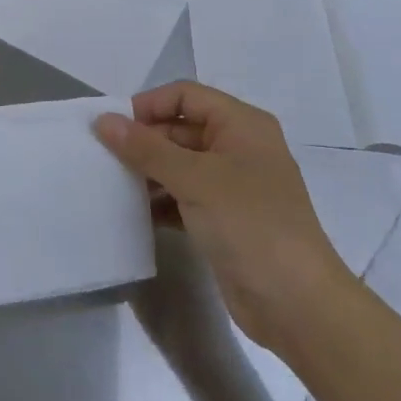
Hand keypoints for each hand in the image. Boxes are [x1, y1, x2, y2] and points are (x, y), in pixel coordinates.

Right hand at [95, 81, 349, 353]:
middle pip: (180, 129)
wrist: (297, 304)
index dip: (148, 104)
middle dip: (143, 140)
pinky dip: (159, 201)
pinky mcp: (223, 220)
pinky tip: (131, 212)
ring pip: (179, 165)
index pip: (186, 96)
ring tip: (110, 183)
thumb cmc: (250, 224)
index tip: (112, 126)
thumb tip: (103, 120)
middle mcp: (238, 148)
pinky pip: (183, 197)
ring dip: (147, 172)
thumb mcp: (195, 179)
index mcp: (241, 125)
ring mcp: (232, 186)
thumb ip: (146, 148)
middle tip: (103, 156)